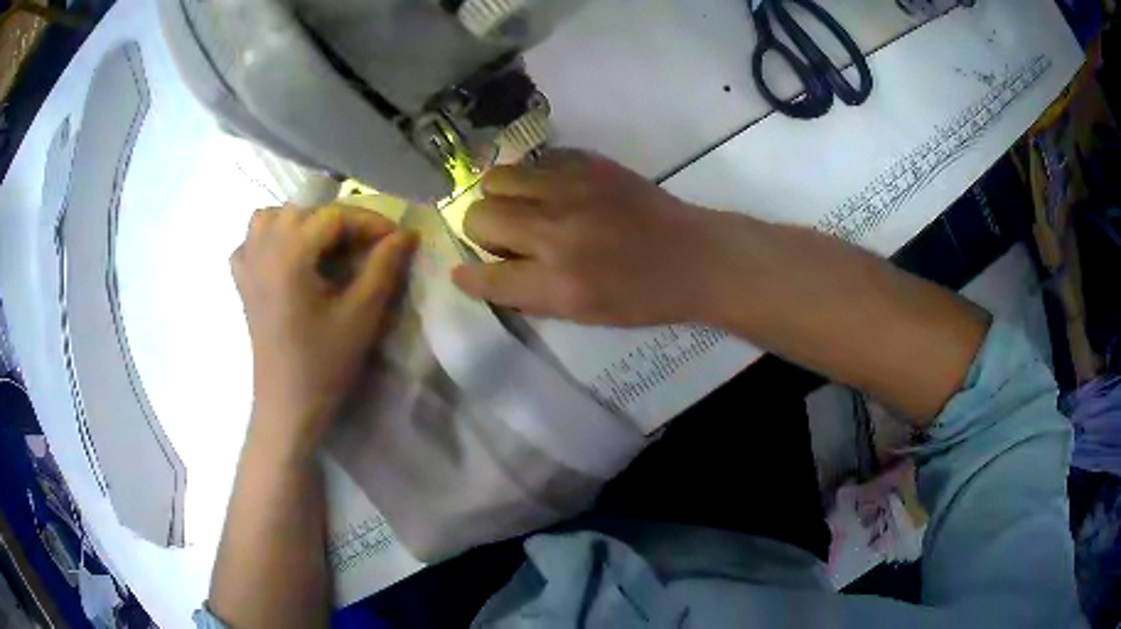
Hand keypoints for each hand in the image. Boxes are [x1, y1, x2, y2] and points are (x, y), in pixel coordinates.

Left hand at [231, 204, 414, 456]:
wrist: (288, 406)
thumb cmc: (325, 364)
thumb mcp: (361, 315)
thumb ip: (383, 267)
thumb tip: (405, 234)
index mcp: (290, 256)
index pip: (334, 217)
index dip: (369, 222)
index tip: (397, 239)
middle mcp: (263, 251)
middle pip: (303, 211)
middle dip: (339, 222)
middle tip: (366, 248)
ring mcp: (247, 267)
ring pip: (270, 218)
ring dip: (300, 222)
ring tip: (322, 246)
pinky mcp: (242, 284)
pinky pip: (250, 242)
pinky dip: (269, 239)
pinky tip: (286, 259)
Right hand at [453, 150, 724, 326]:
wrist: (693, 255)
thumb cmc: (642, 296)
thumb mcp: (584, 315)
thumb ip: (531, 295)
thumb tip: (489, 273)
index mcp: (558, 283)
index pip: (487, 277)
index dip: (470, 277)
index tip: (465, 274)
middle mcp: (555, 232)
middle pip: (478, 216)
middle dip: (482, 231)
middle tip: (506, 238)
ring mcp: (571, 189)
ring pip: (497, 178)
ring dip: (500, 197)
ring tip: (523, 207)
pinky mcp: (588, 162)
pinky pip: (536, 160)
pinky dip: (535, 177)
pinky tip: (555, 191)